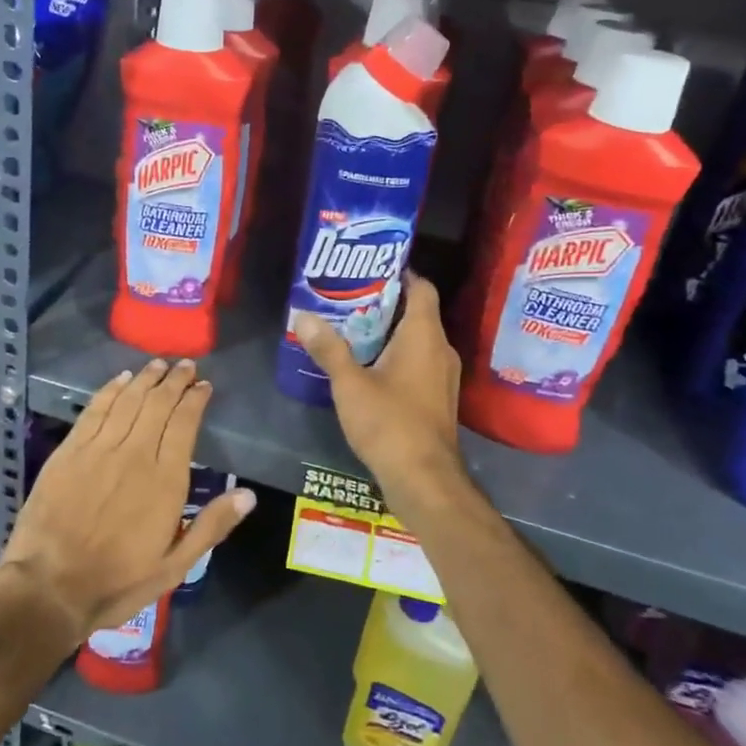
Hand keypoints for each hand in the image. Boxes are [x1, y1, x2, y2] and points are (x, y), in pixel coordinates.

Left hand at [0, 358, 255, 647]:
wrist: (49, 587)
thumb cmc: (117, 581)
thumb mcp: (174, 566)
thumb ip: (211, 526)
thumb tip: (248, 495)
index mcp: (165, 480)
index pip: (184, 424)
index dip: (195, 400)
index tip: (204, 386)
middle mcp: (134, 454)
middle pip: (158, 404)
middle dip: (175, 380)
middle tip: (186, 366)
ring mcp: (98, 449)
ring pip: (128, 400)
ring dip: (145, 378)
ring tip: (158, 364)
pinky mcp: (69, 451)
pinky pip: (95, 409)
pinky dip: (110, 390)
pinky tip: (120, 379)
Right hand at [292, 272, 469, 516]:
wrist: (424, 479)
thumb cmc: (389, 423)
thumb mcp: (350, 384)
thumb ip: (328, 348)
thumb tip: (303, 316)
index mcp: (424, 336)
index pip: (422, 287)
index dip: (401, 272)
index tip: (369, 267)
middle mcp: (440, 349)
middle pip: (417, 312)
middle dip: (385, 301)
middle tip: (348, 295)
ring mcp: (442, 376)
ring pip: (417, 339)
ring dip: (388, 331)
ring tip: (350, 326)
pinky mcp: (436, 398)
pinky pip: (417, 361)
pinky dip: (395, 354)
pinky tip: (365, 364)